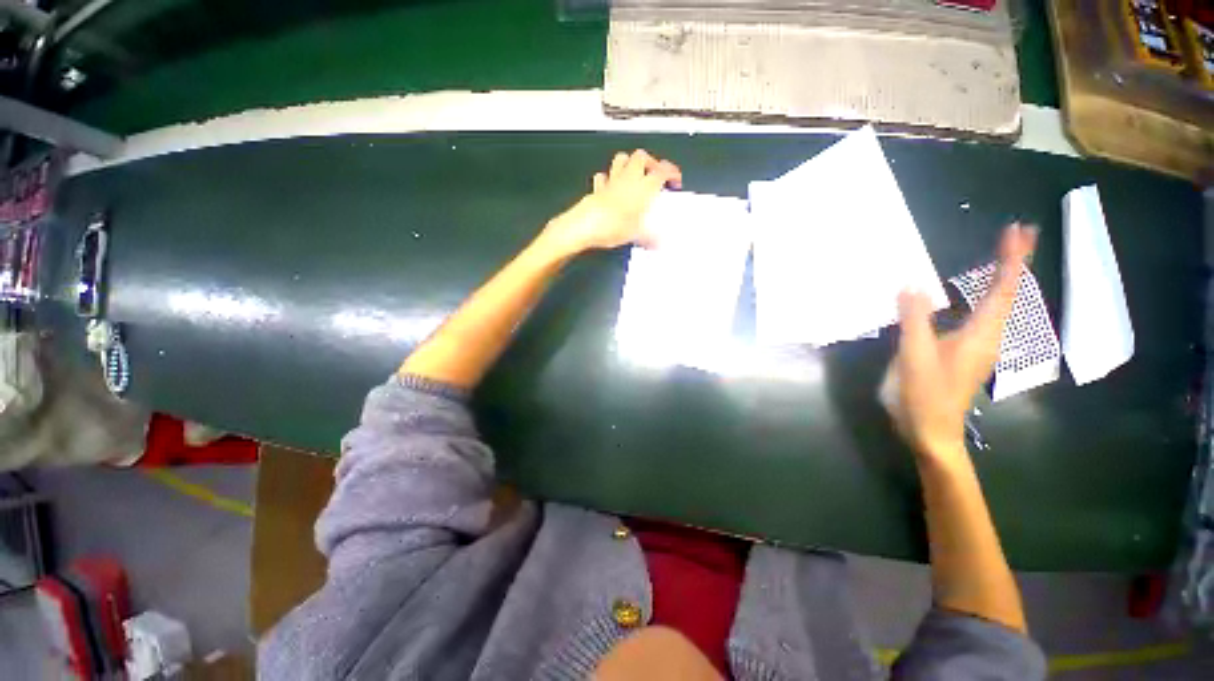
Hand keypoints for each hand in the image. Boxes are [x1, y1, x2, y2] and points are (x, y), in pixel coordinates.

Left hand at [536, 150, 681, 257]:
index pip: (662, 171)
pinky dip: (608, 179)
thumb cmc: (614, 227)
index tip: (675, 180)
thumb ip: (650, 238)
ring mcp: (611, 181)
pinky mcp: (597, 188)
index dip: (672, 172)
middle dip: (650, 162)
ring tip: (634, 175)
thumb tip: (659, 244)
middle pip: (641, 157)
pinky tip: (610, 186)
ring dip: (629, 163)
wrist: (586, 226)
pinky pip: (603, 177)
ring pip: (622, 159)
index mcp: (643, 187)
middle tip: (654, 175)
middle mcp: (628, 179)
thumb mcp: (637, 236)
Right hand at [892, 223, 1037, 460]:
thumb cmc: (923, 396)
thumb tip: (911, 283)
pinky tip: (971, 296)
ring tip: (1004, 257)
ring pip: (996, 306)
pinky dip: (982, 296)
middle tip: (1019, 234)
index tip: (1019, 231)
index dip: (1011, 260)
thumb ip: (914, 320)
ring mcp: (976, 346)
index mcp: (979, 335)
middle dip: (1014, 263)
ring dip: (1002, 278)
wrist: (930, 432)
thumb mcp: (914, 356)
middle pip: (1007, 295)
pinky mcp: (962, 353)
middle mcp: (985, 337)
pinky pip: (979, 316)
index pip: (1001, 291)